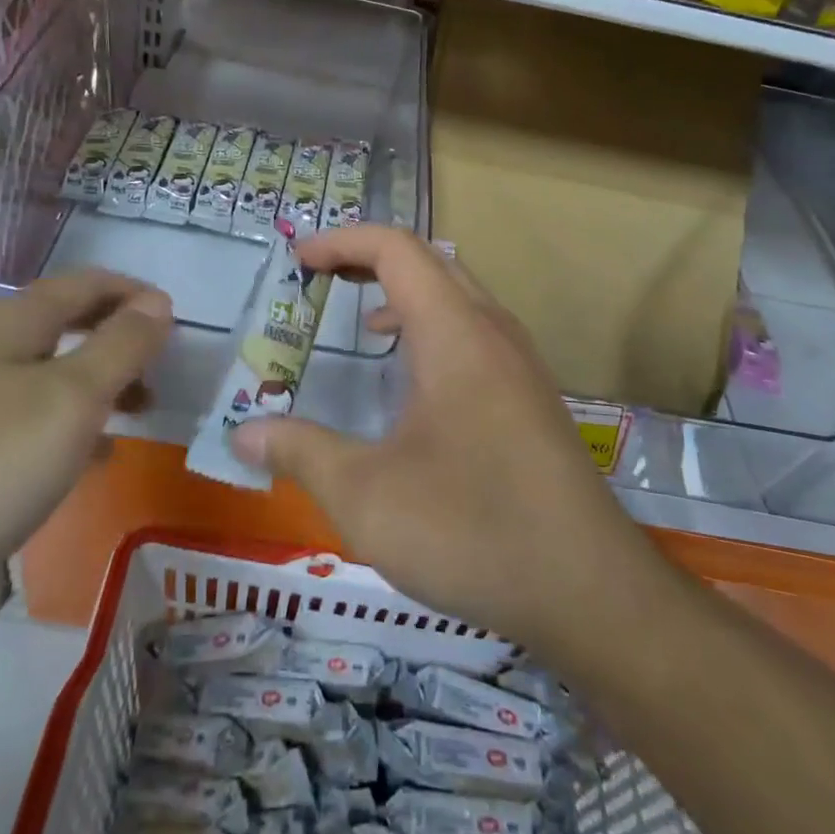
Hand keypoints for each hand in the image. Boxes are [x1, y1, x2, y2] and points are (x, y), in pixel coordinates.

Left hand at [0, 271, 172, 622]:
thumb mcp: (70, 402)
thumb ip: (120, 347)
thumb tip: (157, 302)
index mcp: (8, 325)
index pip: (82, 284)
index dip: (132, 291)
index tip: (174, 318)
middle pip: (59, 325)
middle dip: (114, 339)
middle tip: (158, 371)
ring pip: (38, 374)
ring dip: (90, 385)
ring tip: (130, 419)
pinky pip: (15, 418)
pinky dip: (57, 426)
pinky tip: (71, 466)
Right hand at [228, 225, 651, 655]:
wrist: (592, 591)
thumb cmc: (472, 529)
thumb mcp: (366, 496)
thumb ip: (301, 453)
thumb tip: (242, 434)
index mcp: (455, 332)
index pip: (396, 249)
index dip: (342, 242)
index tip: (299, 261)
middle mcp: (492, 331)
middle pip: (430, 261)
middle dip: (370, 258)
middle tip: (322, 279)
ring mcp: (520, 362)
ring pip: (458, 294)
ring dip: (406, 292)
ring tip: (363, 324)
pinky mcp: (532, 396)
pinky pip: (476, 331)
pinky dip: (433, 327)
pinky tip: (413, 383)